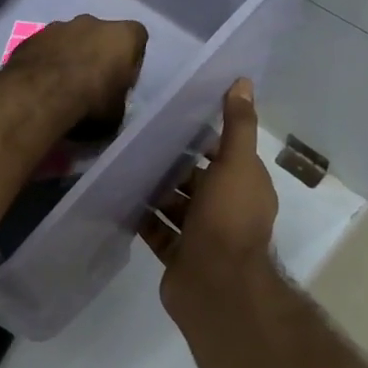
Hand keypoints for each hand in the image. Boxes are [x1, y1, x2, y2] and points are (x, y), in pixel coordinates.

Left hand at [7, 15, 147, 128]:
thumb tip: (110, 105)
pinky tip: (41, 84)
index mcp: (123, 36)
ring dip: (69, 56)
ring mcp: (59, 26)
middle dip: (97, 54)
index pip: (137, 38)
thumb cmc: (90, 102)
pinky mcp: (32, 36)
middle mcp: (93, 22)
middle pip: (101, 35)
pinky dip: (46, 61)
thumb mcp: (117, 114)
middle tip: (91, 82)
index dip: (130, 60)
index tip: (121, 79)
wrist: (39, 97)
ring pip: (70, 38)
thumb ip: (117, 101)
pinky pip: (45, 48)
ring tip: (62, 85)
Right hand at [141, 80, 278, 312]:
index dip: (204, 137)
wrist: (216, 286)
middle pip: (197, 179)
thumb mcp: (236, 163)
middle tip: (141, 140)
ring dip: (156, 189)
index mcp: (245, 186)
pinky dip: (144, 217)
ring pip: (177, 205)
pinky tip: (122, 199)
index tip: (174, 119)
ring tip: (127, 166)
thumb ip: (238, 124)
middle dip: (174, 163)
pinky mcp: (180, 256)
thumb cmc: (228, 219)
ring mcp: (202, 235)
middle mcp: (226, 209)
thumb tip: (242, 81)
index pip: (225, 154)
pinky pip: (159, 231)